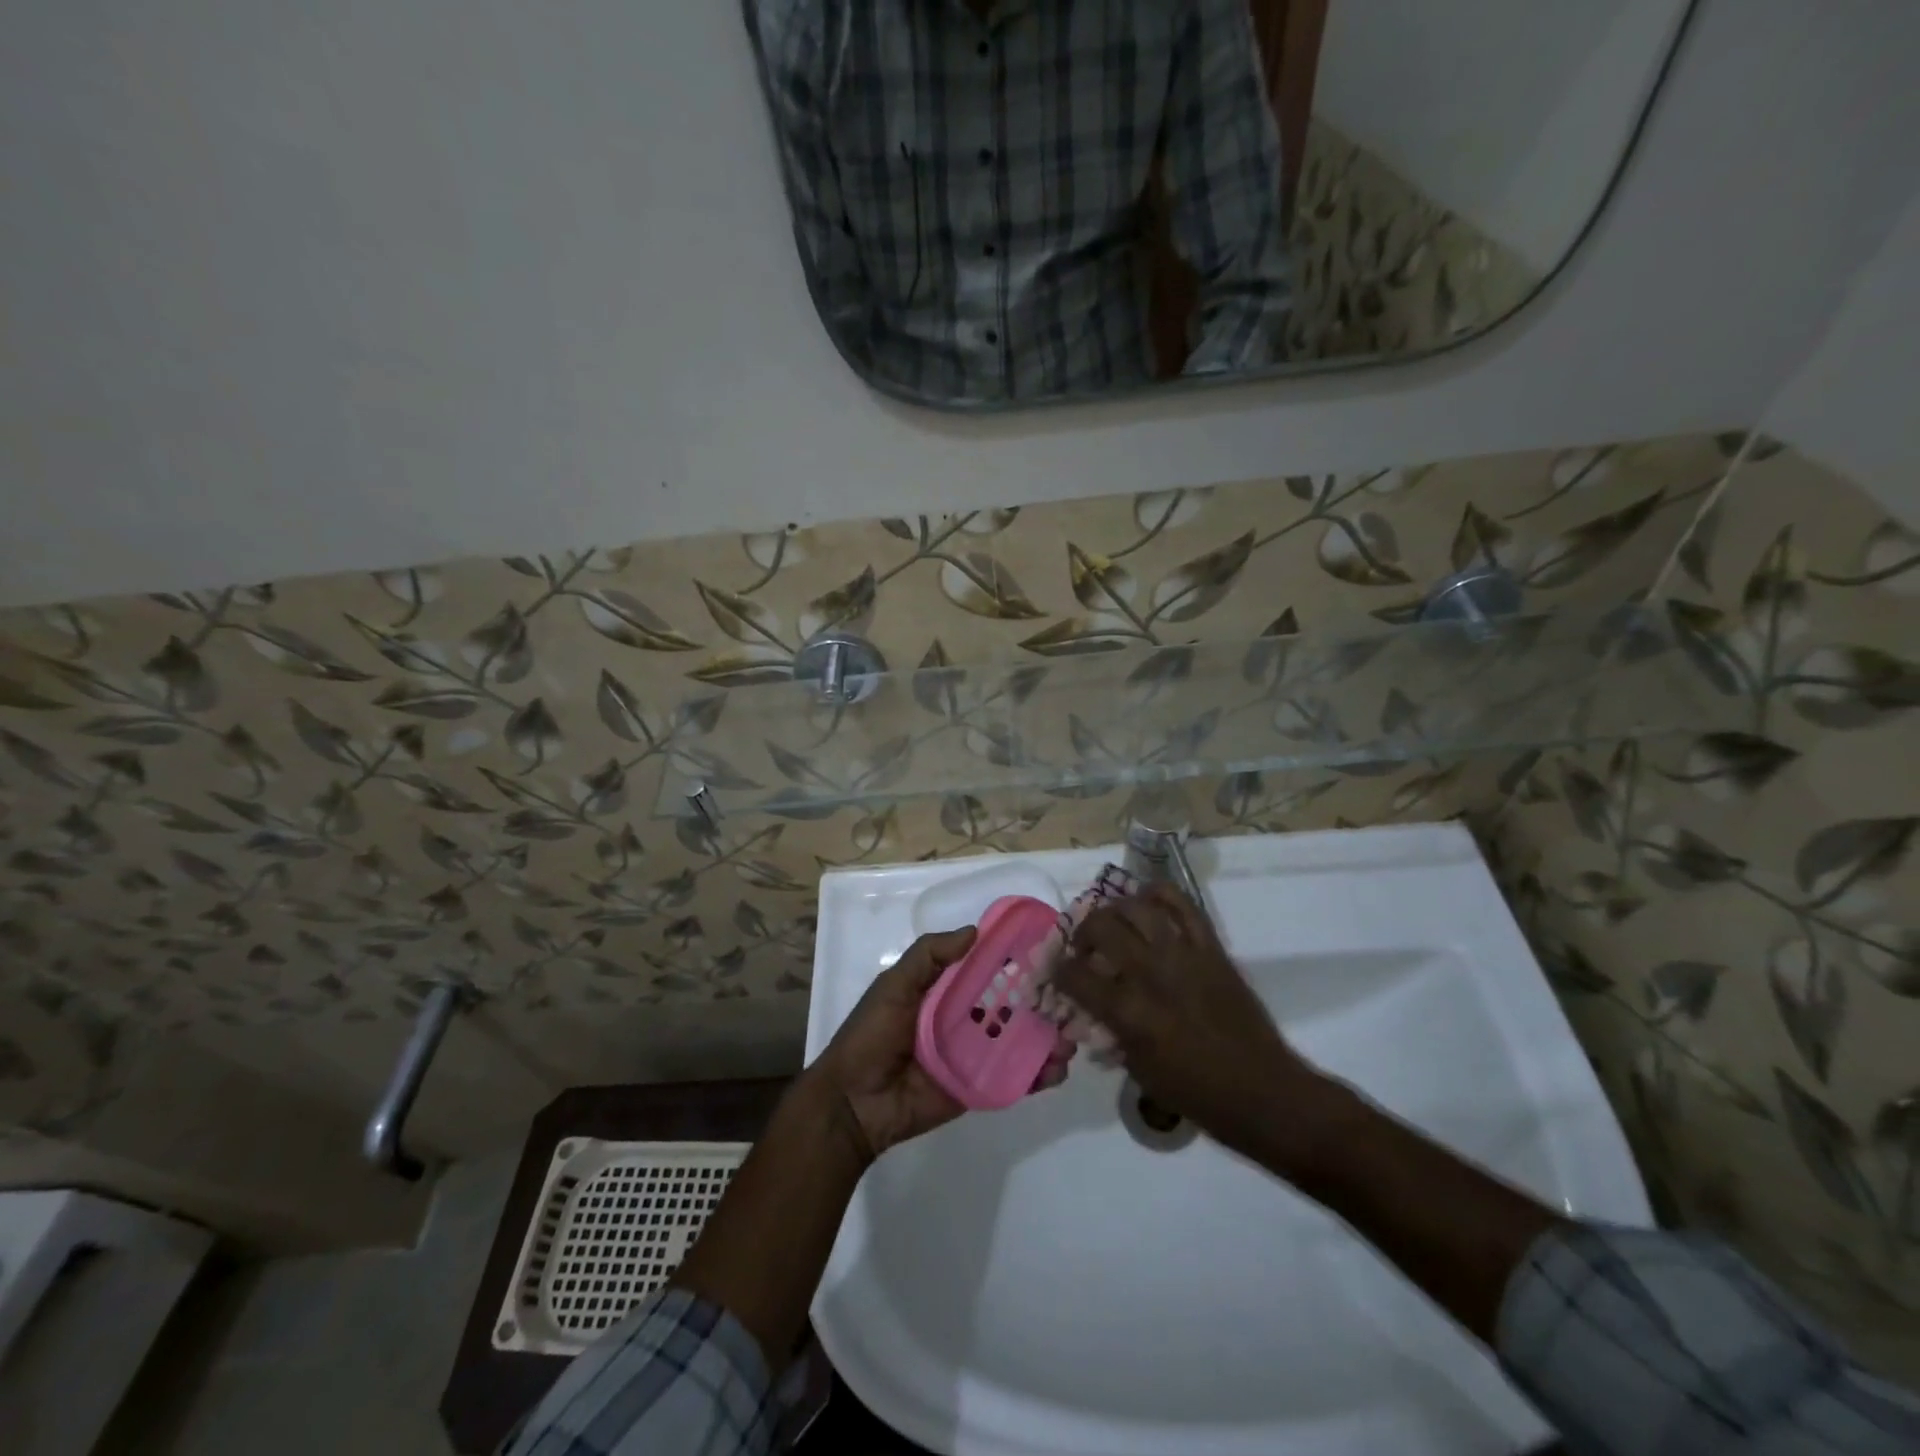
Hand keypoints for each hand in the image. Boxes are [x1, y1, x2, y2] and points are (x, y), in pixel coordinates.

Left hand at [810, 928, 1074, 1166]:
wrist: (854, 1103)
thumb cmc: (871, 1035)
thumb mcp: (894, 985)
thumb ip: (929, 956)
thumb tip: (975, 931)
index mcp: (946, 990)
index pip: (988, 969)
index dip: (1016, 960)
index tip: (1050, 949)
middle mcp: (965, 1018)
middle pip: (1012, 1005)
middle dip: (1043, 1001)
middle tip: (1073, 998)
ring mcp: (975, 1054)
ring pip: (1021, 1041)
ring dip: (1048, 1037)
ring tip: (1072, 1037)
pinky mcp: (980, 1087)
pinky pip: (1014, 1078)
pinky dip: (1038, 1074)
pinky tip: (1057, 1069)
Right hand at [1055, 883, 1323, 1158]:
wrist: (1261, 1092)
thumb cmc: (1195, 1093)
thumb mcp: (1138, 1069)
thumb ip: (1111, 1030)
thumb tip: (1091, 1007)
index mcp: (1128, 1012)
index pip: (1074, 975)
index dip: (1057, 970)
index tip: (1056, 970)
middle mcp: (1151, 973)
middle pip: (1101, 927)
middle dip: (1082, 933)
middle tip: (1084, 947)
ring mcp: (1183, 955)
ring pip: (1136, 907)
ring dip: (1115, 911)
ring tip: (1114, 924)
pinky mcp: (1210, 948)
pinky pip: (1182, 904)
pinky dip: (1159, 894)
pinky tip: (1147, 903)